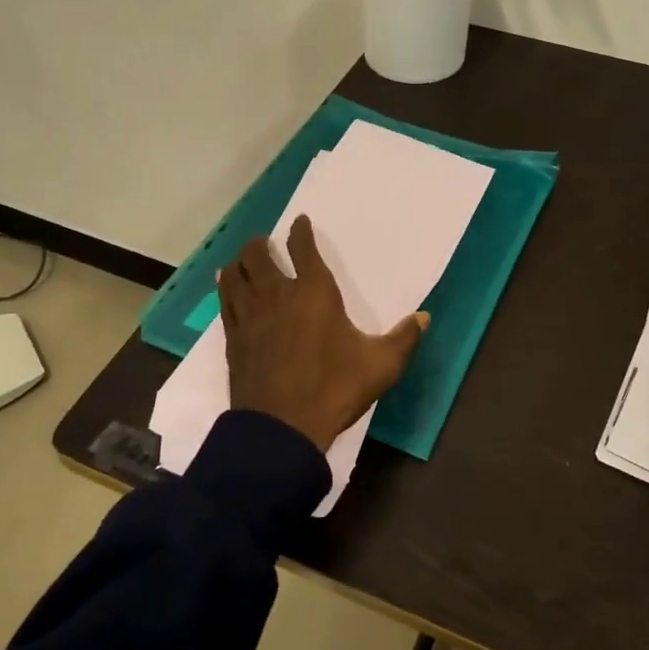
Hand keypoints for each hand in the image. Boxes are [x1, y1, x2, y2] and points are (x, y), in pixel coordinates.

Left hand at [219, 216, 427, 453]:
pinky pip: (225, 300)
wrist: (282, 427)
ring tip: (245, 260)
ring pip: (236, 273)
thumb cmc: (334, 389)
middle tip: (266, 242)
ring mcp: (250, 315)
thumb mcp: (381, 366)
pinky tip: (229, 287)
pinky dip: (227, 287)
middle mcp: (278, 295)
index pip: (304, 249)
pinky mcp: (233, 337)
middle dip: (262, 243)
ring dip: (241, 261)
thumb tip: (424, 317)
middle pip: (259, 255)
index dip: (301, 231)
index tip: (300, 222)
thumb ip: (404, 338)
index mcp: (315, 293)